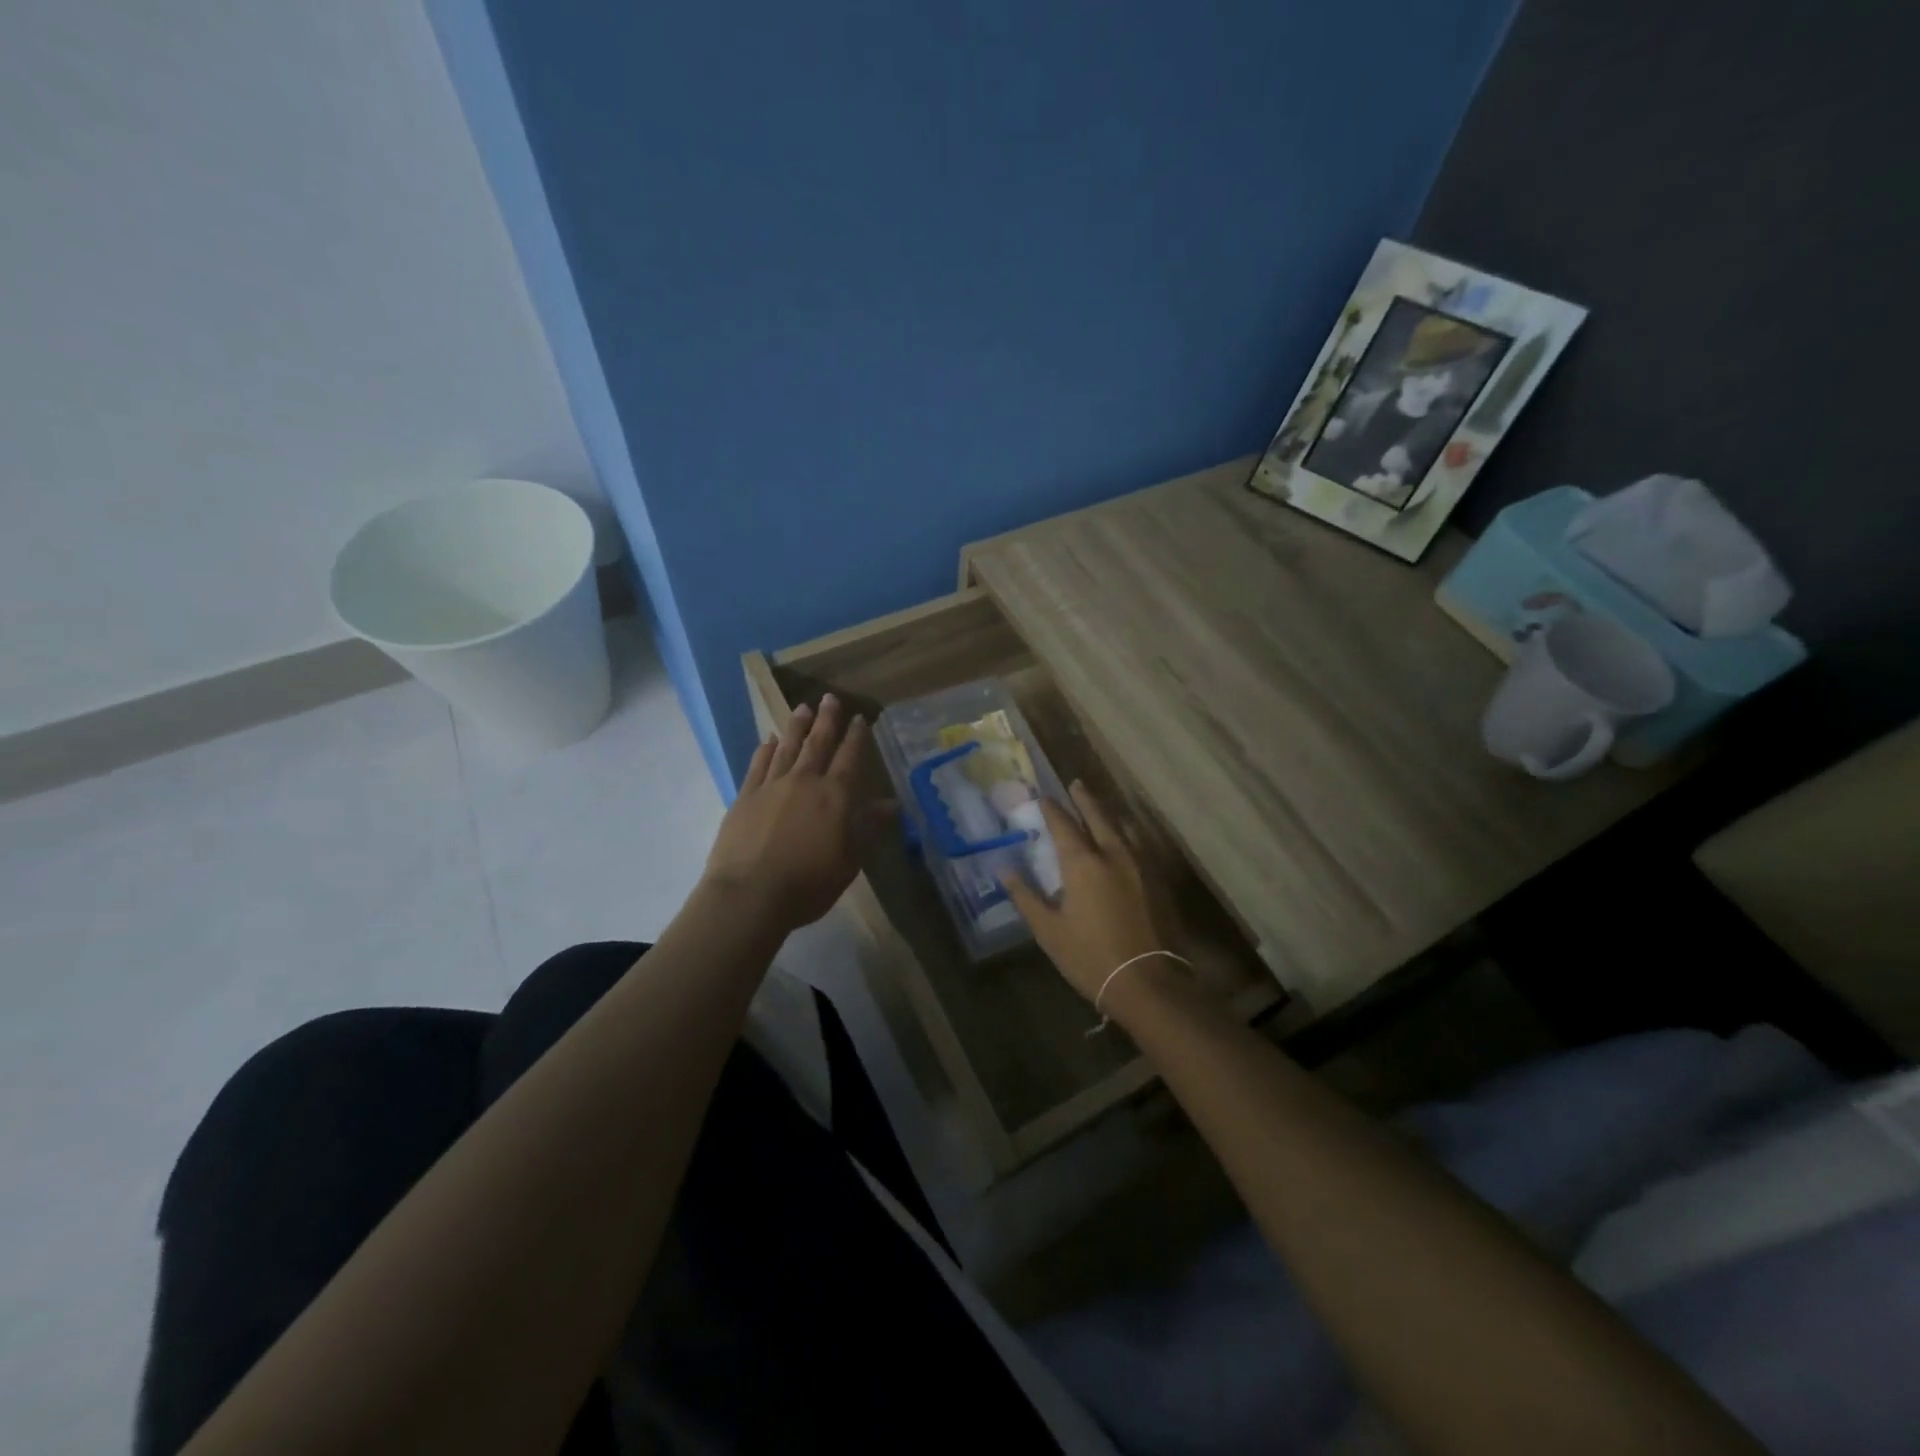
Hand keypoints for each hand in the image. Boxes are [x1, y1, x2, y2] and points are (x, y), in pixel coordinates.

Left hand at [703, 695, 894, 932]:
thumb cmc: (808, 884)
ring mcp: (771, 786)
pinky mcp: (745, 796)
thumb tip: (891, 803)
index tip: (860, 718)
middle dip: (826, 720)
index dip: (856, 737)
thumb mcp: (849, 861)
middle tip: (830, 698)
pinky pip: (758, 764)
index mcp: (834, 796)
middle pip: (818, 743)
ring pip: (787, 747)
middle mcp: (804, 781)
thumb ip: (868, 828)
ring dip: (796, 727)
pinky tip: (768, 739)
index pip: (849, 758)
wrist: (749, 895)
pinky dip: (765, 749)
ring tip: (802, 708)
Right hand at [1000, 781, 1180, 1011]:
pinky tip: (1125, 840)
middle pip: (1098, 816)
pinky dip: (1127, 833)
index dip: (1051, 809)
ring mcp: (1141, 865)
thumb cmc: (1090, 957)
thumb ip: (1026, 897)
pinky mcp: (1159, 880)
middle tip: (1075, 784)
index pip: (1063, 825)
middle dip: (1084, 798)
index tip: (1042, 797)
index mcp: (1083, 863)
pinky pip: (1140, 844)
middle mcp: (1114, 854)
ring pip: (1123, 827)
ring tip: (1100, 807)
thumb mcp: (1049, 931)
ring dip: (1108, 813)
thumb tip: (1004, 870)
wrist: (1148, 983)